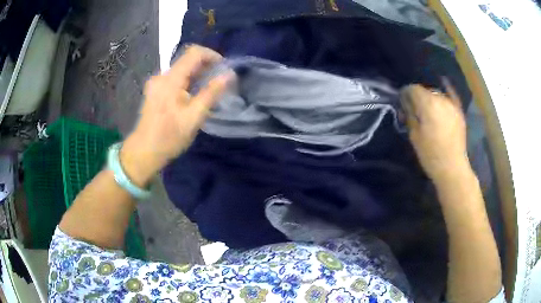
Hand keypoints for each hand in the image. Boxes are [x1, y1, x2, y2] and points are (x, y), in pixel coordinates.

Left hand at [120, 45, 231, 185]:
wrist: (144, 152)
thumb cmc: (169, 137)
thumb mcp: (194, 117)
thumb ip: (211, 93)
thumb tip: (229, 74)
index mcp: (170, 80)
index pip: (194, 53)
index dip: (211, 55)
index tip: (223, 68)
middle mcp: (161, 76)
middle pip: (187, 60)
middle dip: (206, 66)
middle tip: (219, 81)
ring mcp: (156, 83)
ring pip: (182, 69)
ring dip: (197, 74)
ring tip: (208, 89)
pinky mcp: (155, 90)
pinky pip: (175, 78)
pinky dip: (188, 81)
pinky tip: (193, 95)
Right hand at [400, 80, 468, 183]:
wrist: (452, 167)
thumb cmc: (430, 154)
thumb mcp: (414, 136)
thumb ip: (409, 115)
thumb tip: (405, 104)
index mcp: (427, 104)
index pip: (413, 89)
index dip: (405, 93)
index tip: (402, 101)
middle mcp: (440, 99)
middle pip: (425, 90)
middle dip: (418, 96)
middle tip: (414, 108)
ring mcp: (451, 104)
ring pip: (437, 93)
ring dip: (430, 97)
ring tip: (427, 107)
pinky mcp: (459, 111)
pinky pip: (452, 95)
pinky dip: (447, 89)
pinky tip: (444, 82)